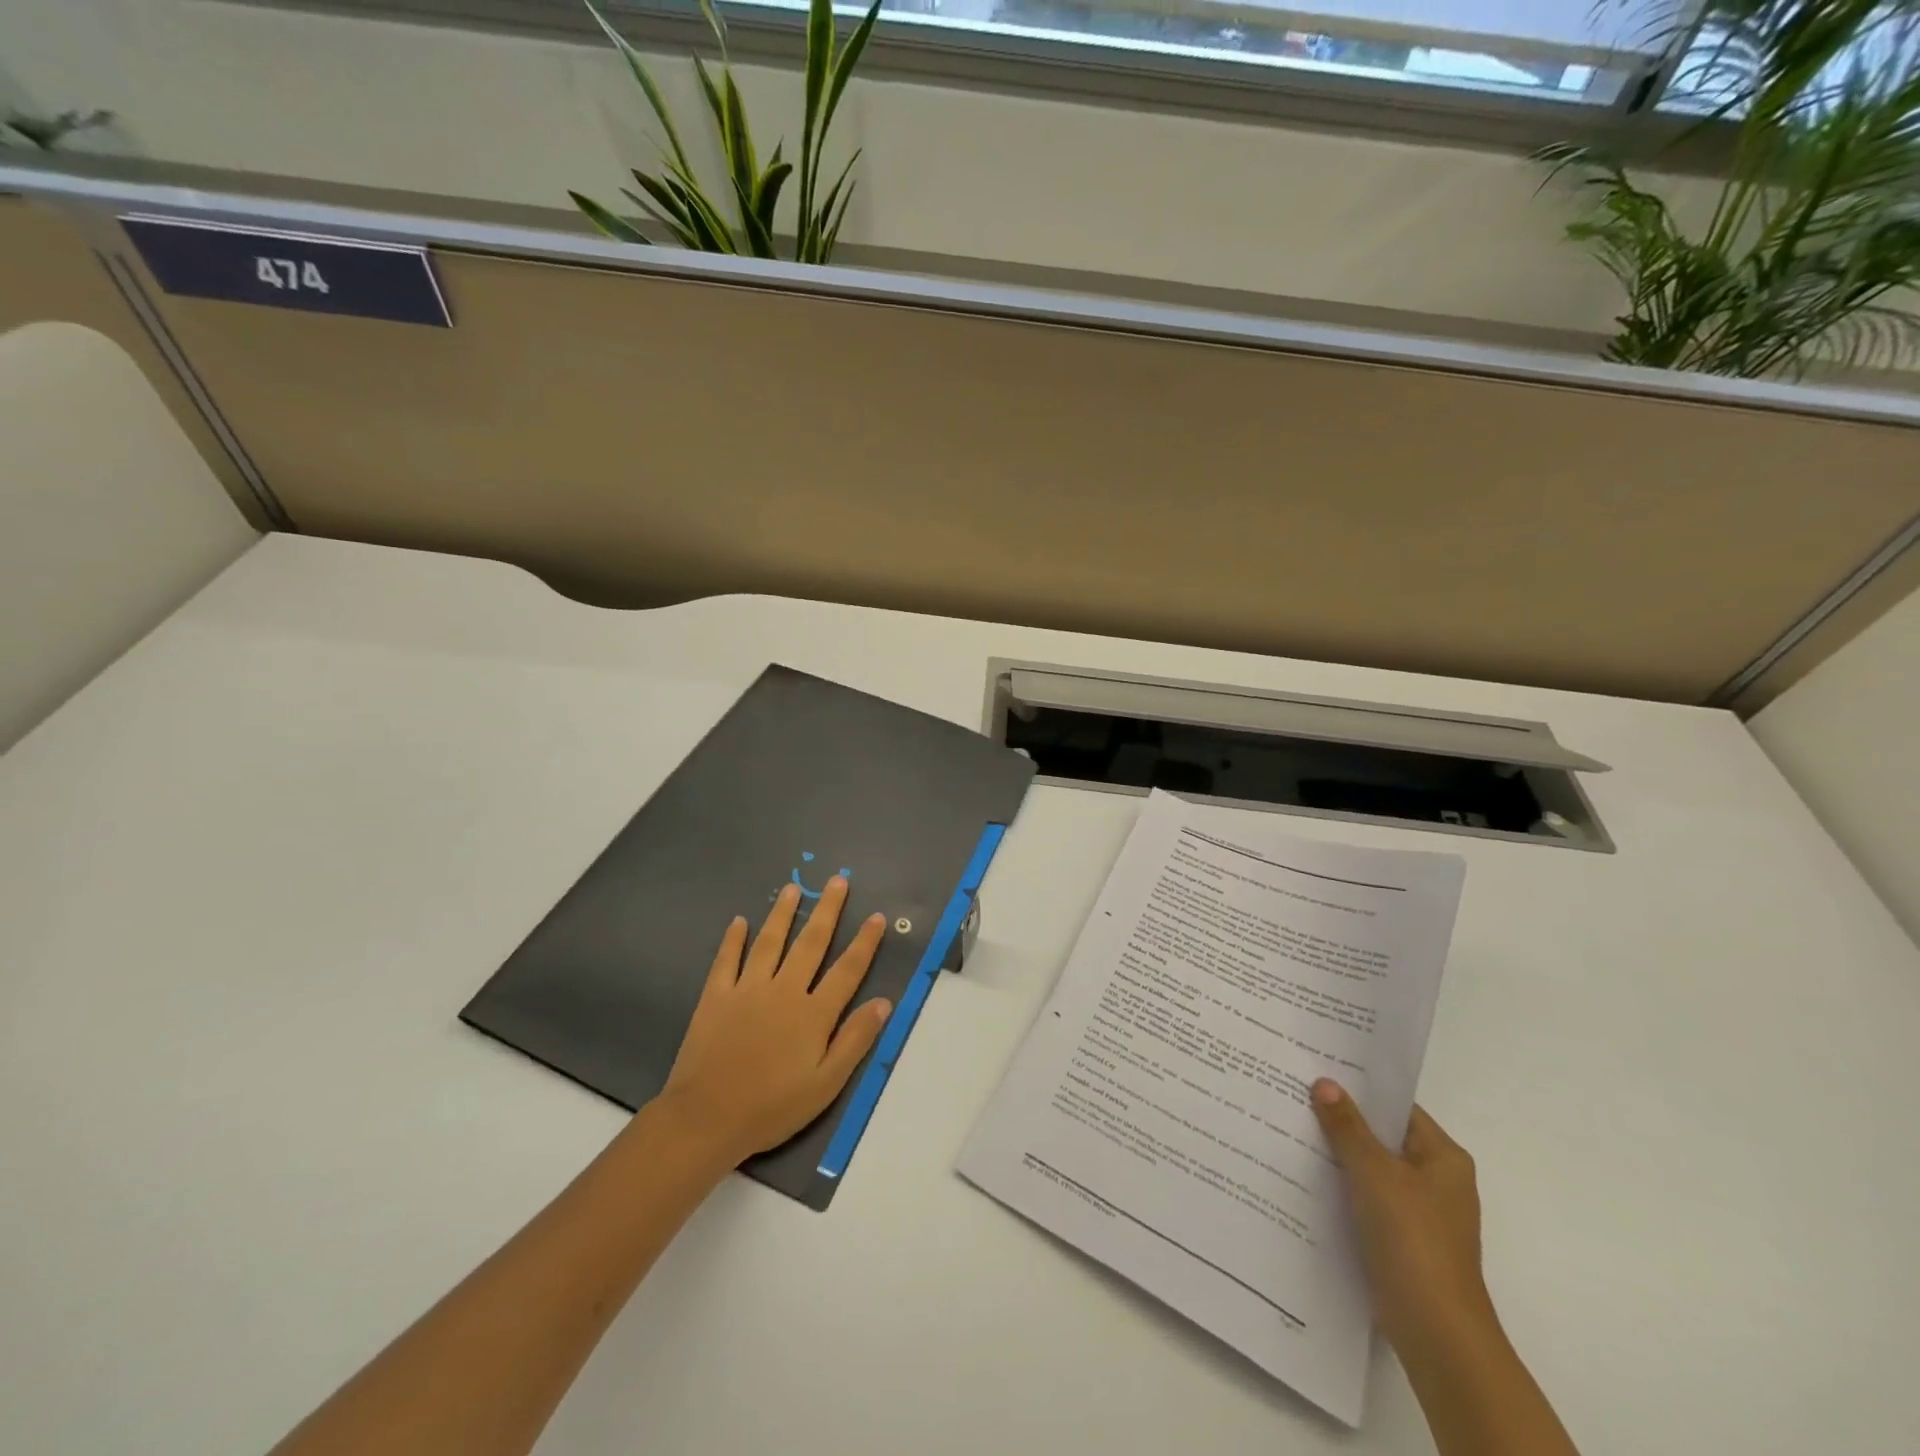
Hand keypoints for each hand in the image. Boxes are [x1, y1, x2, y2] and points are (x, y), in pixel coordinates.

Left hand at [655, 878, 891, 1167]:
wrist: (706, 1119)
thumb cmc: (772, 1107)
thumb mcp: (825, 1084)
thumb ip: (855, 1040)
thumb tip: (884, 1002)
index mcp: (813, 1013)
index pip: (847, 970)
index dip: (865, 943)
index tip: (877, 917)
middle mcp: (784, 991)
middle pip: (810, 944)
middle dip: (827, 911)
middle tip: (837, 881)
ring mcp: (747, 990)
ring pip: (770, 942)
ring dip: (783, 914)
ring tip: (793, 889)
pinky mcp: (716, 997)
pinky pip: (726, 960)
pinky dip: (733, 940)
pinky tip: (739, 921)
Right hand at [1311, 1080, 1497, 1363]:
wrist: (1436, 1330)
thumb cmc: (1412, 1238)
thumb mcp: (1374, 1172)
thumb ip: (1347, 1126)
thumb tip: (1325, 1083)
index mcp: (1443, 1157)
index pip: (1396, 1107)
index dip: (1359, 1090)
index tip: (1317, 1072)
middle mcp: (1437, 1181)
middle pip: (1382, 1138)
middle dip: (1342, 1121)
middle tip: (1295, 1096)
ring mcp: (1420, 1213)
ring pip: (1371, 1170)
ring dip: (1338, 1156)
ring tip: (1290, 1131)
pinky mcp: (1402, 1241)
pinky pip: (1367, 1200)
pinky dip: (1341, 1189)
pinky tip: (1304, 1179)